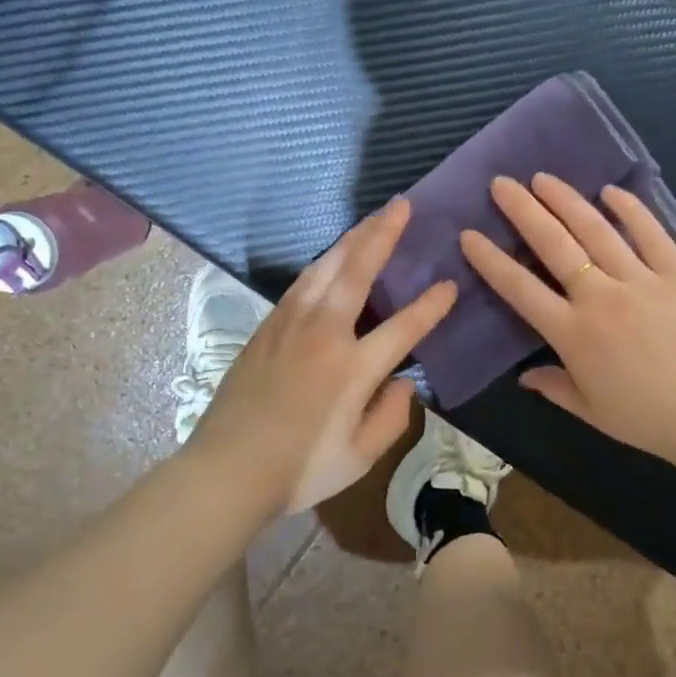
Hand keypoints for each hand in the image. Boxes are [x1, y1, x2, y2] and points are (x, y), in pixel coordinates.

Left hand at [185, 197, 456, 513]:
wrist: (226, 471)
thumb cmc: (298, 469)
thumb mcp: (359, 457)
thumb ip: (391, 417)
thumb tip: (405, 383)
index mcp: (351, 369)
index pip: (403, 327)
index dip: (431, 305)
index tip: (449, 285)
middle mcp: (322, 334)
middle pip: (357, 271)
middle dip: (382, 234)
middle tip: (402, 205)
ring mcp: (290, 325)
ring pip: (325, 267)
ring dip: (351, 239)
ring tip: (372, 219)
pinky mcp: (267, 327)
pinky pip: (302, 282)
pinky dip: (323, 262)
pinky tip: (332, 257)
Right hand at [460, 174, 675, 471]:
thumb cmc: (649, 419)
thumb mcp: (591, 411)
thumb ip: (554, 387)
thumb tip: (523, 376)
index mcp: (574, 334)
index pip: (520, 288)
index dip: (491, 260)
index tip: (469, 235)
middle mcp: (601, 298)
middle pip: (555, 245)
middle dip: (523, 211)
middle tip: (501, 184)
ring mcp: (642, 281)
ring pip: (597, 231)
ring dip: (566, 200)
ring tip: (543, 178)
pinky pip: (651, 234)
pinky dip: (631, 209)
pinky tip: (610, 191)